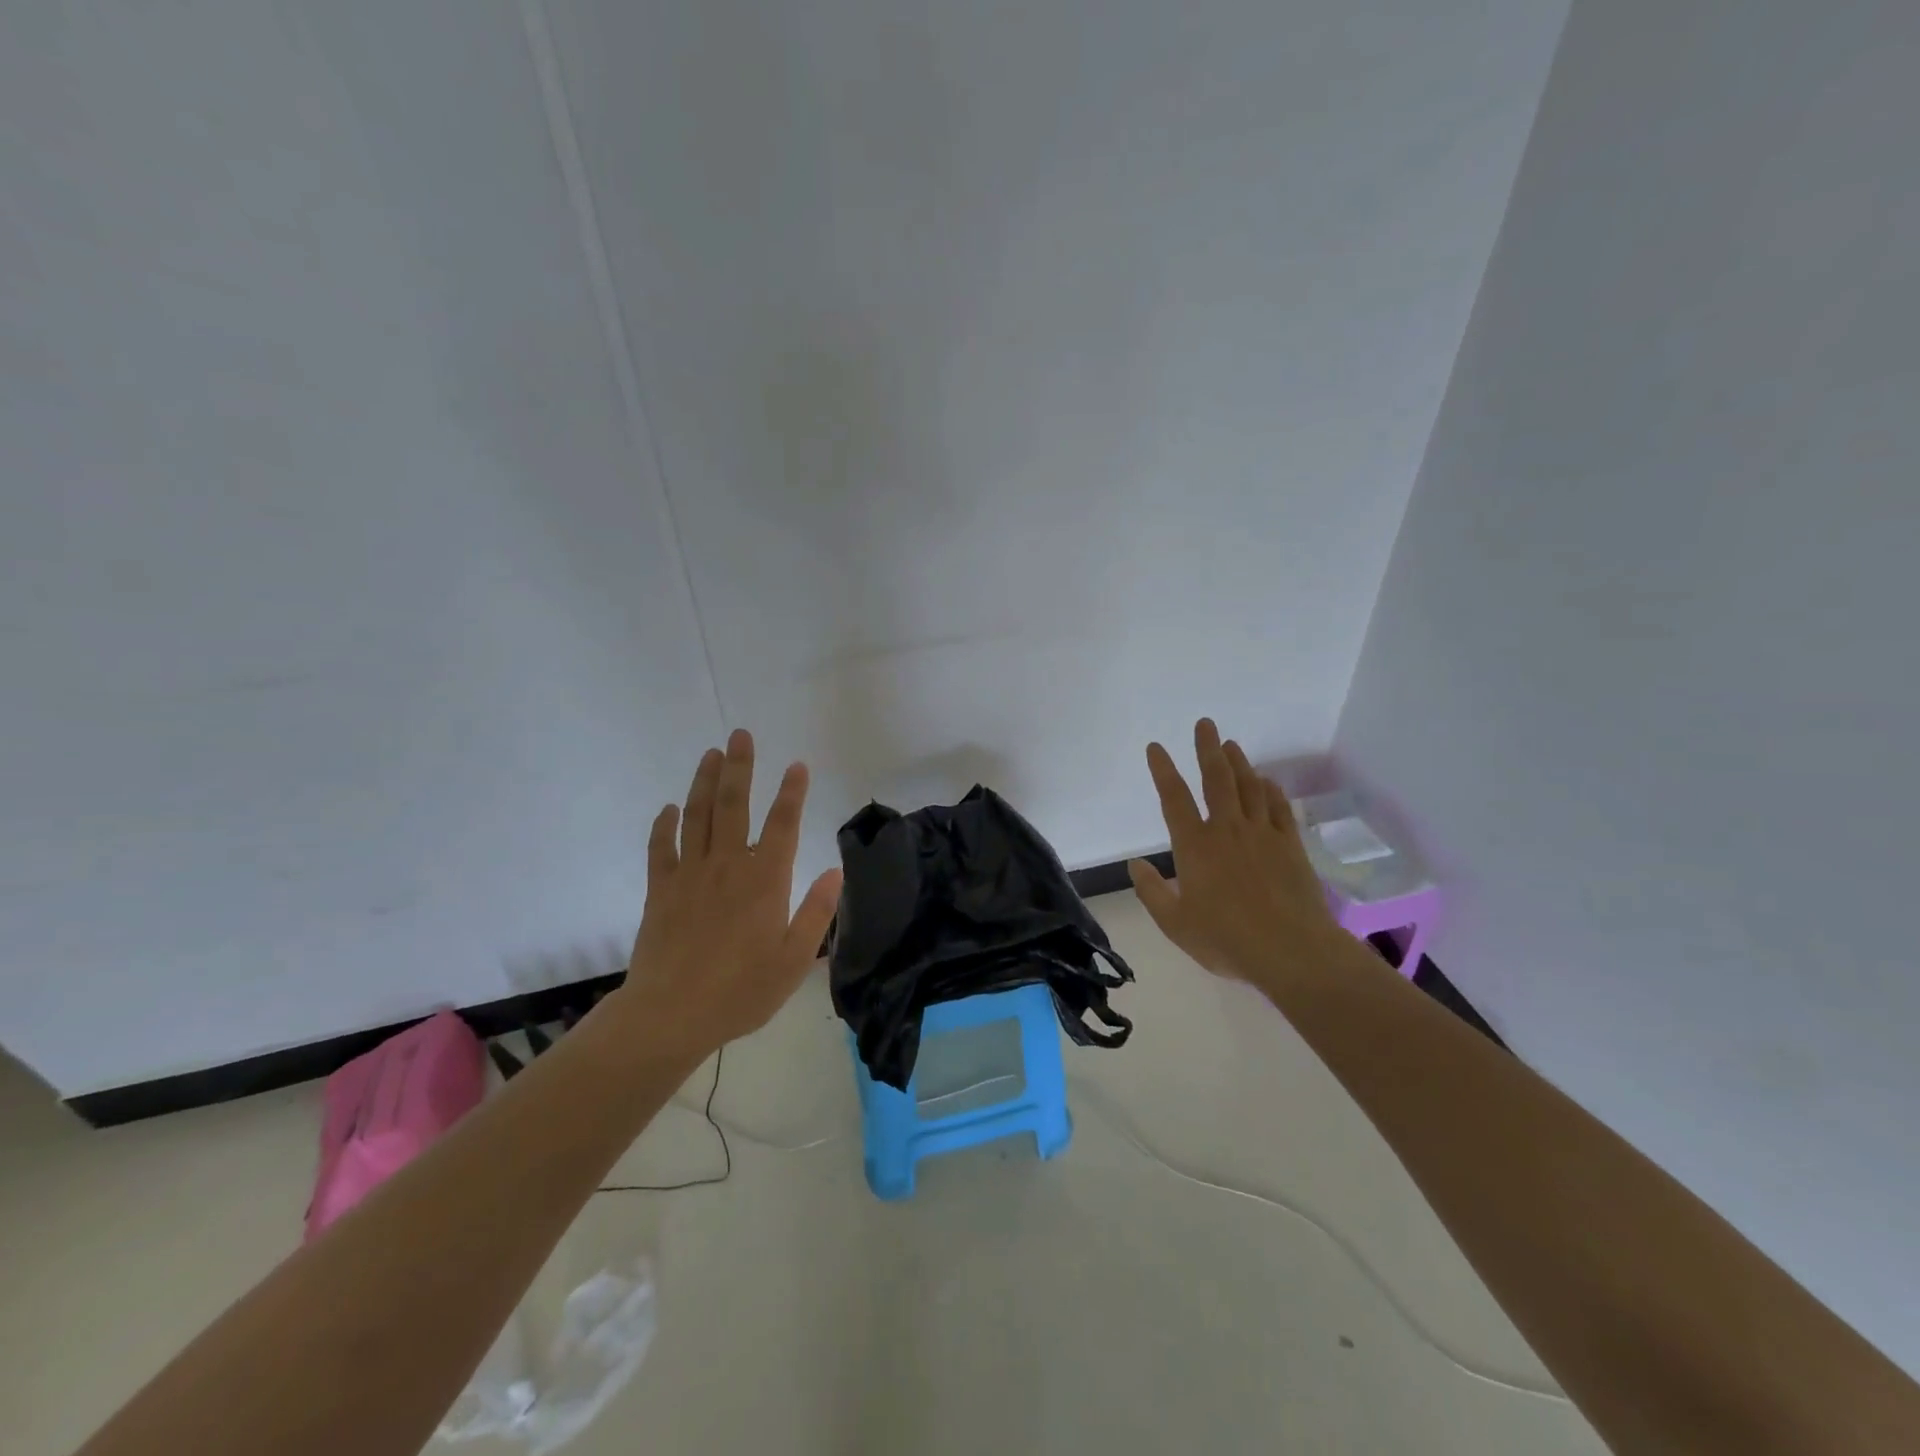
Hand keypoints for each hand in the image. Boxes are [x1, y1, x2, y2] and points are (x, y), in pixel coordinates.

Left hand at [617, 729, 842, 1052]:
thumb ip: (817, 912)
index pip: (782, 824)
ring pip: (698, 816)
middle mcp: (728, 866)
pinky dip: (664, 824)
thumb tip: (836, 871)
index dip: (792, 792)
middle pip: (734, 806)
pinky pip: (661, 847)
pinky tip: (669, 807)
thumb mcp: (794, 960)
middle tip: (741, 735)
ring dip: (705, 782)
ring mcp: (690, 874)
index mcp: (765, 880)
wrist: (670, 1015)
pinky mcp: (661, 889)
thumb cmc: (741, 991)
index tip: (797, 765)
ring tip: (712, 753)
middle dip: (741, 767)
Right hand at [1128, 718, 1347, 993]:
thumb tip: (1135, 864)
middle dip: (1208, 749)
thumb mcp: (1176, 924)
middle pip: (1216, 779)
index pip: (1174, 798)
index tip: (1156, 747)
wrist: (1291, 951)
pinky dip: (1269, 790)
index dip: (1163, 770)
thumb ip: (1152, 892)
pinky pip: (1278, 807)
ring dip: (1238, 762)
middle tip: (1205, 724)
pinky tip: (1266, 781)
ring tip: (1231, 744)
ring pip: (1248, 787)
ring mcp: (1262, 834)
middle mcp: (1227, 830)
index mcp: (1195, 846)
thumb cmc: (1227, 940)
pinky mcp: (1290, 844)